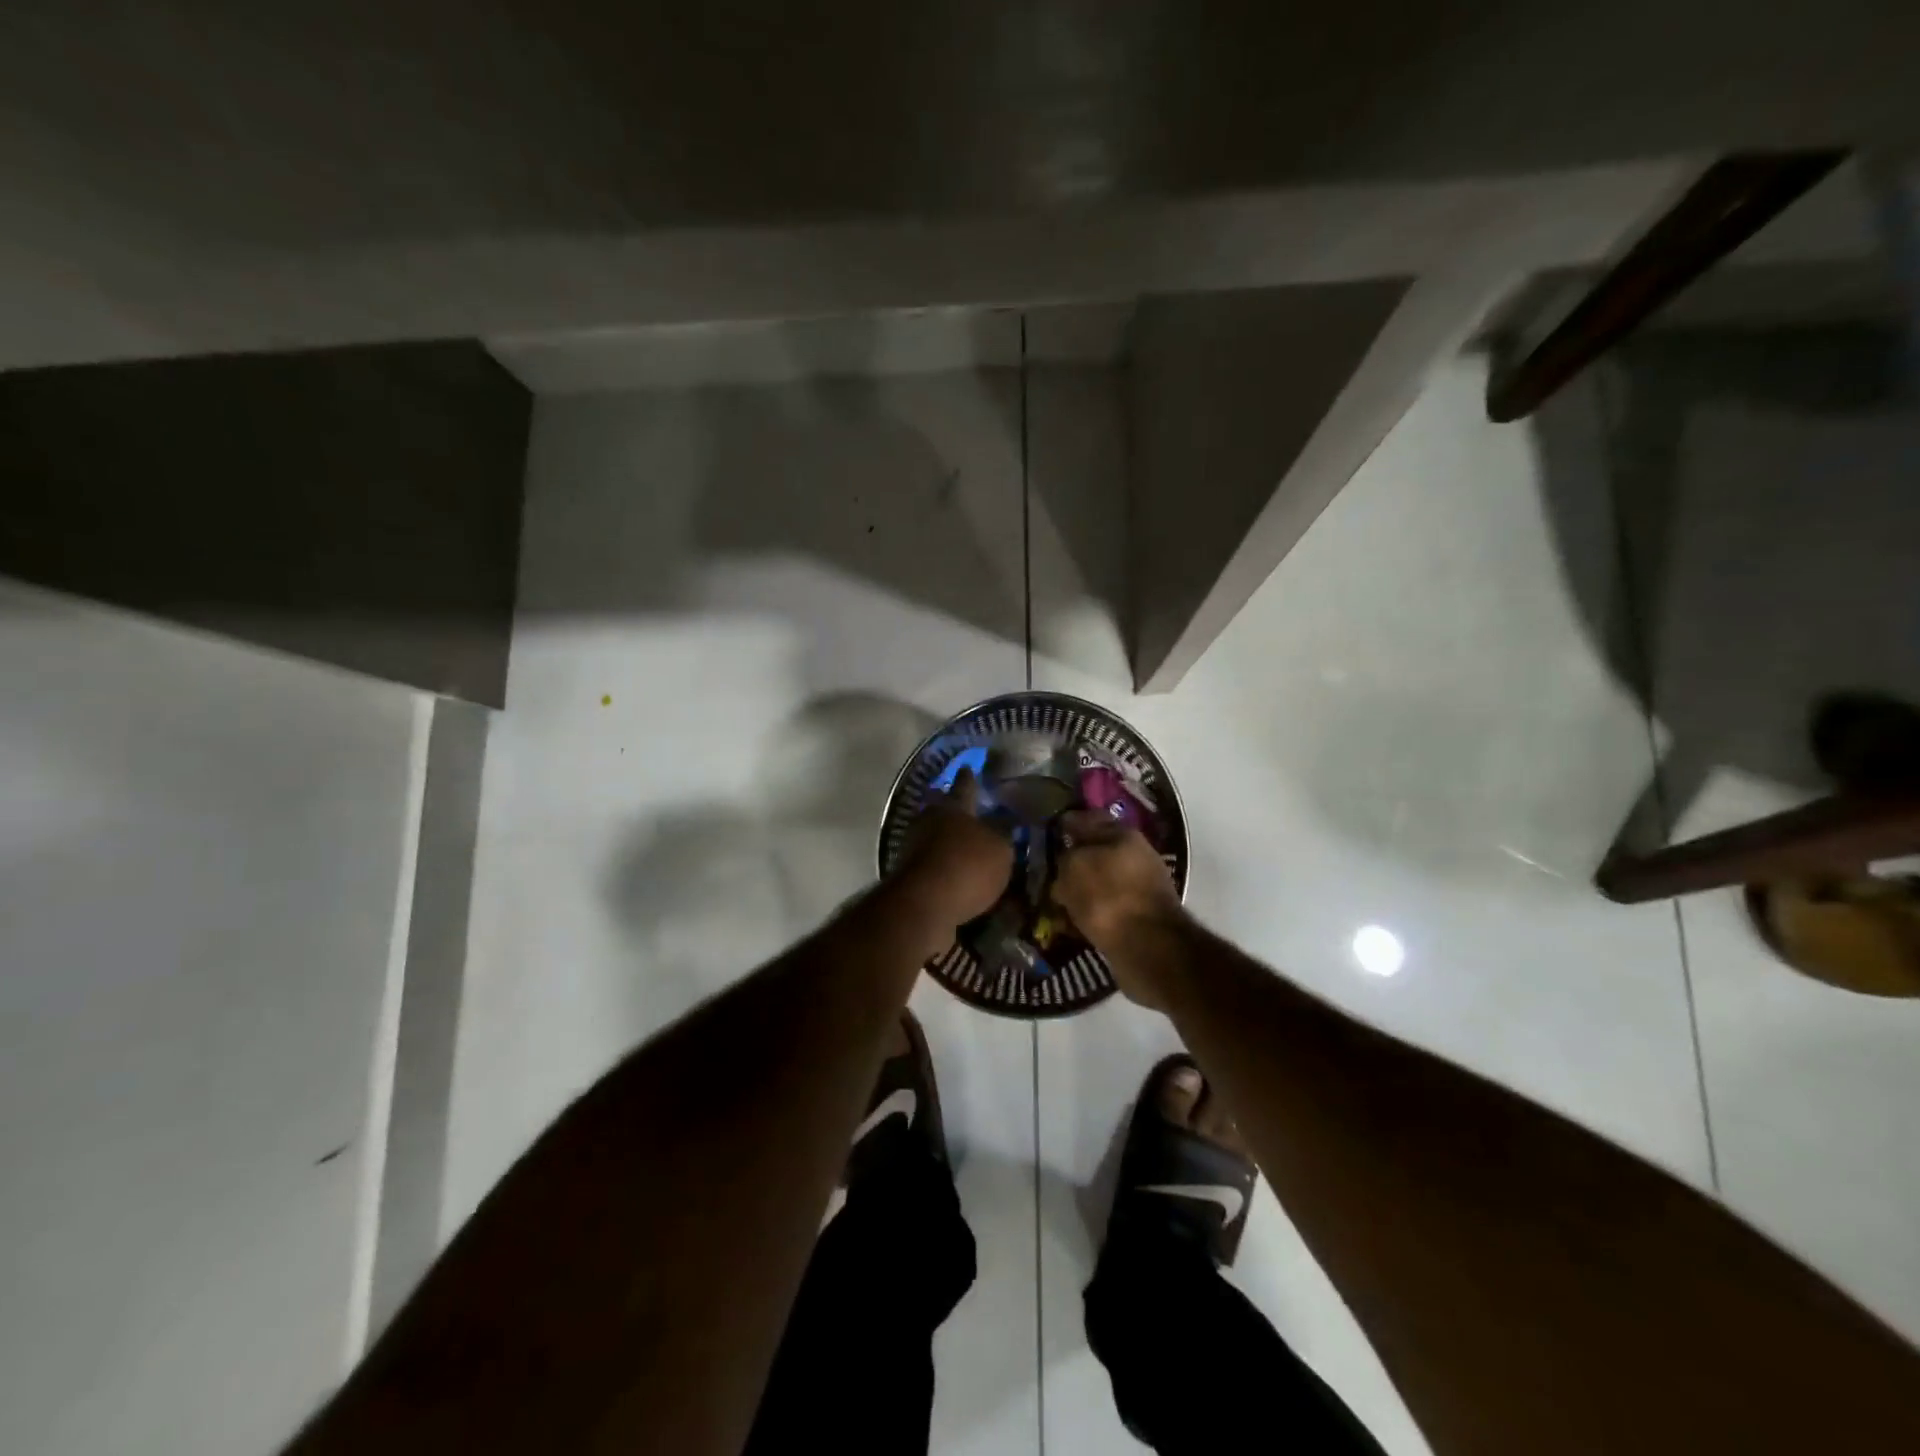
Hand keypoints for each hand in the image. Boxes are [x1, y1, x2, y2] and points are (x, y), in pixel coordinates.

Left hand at [893, 769, 1013, 927]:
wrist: (924, 904)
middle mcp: (930, 820)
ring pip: (935, 836)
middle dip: (956, 810)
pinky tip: (957, 874)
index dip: (970, 777)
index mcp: (954, 806)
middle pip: (943, 809)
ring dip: (949, 840)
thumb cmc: (967, 866)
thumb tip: (1006, 820)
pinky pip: (932, 862)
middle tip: (971, 811)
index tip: (968, 766)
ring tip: (968, 847)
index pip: (965, 785)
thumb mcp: (1000, 849)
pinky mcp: (909, 873)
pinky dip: (943, 865)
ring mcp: (914, 846)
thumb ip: (1004, 833)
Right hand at [1053, 810, 1185, 1003]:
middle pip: (1095, 852)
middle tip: (1044, 869)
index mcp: (1123, 834)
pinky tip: (1070, 920)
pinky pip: (1104, 908)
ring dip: (1079, 888)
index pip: (1087, 819)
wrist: (1149, 949)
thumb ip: (1065, 857)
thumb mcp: (1074, 867)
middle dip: (1072, 860)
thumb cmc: (1109, 897)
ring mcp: (1139, 887)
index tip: (1044, 833)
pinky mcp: (1138, 917)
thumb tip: (1064, 862)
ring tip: (1054, 898)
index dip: (1064, 824)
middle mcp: (1135, 856)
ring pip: (1099, 881)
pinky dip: (1088, 912)